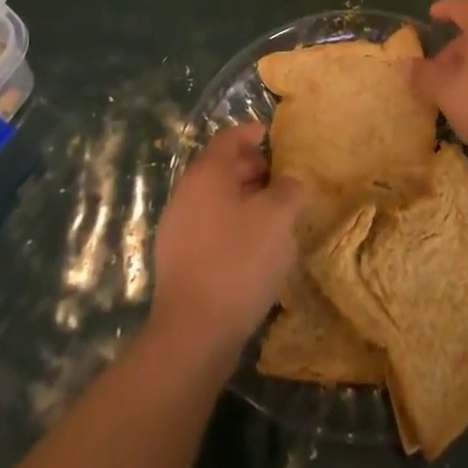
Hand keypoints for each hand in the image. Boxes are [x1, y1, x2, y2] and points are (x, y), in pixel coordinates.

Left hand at [150, 123, 304, 360]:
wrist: (193, 334)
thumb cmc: (238, 261)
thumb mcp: (278, 218)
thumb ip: (289, 190)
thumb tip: (290, 181)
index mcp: (206, 174)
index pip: (227, 139)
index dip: (249, 133)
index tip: (267, 133)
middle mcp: (186, 194)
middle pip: (219, 169)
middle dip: (249, 168)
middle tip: (278, 176)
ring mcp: (177, 229)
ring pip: (214, 200)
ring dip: (242, 199)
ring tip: (272, 213)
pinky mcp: (178, 261)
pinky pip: (209, 227)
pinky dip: (232, 225)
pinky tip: (254, 247)